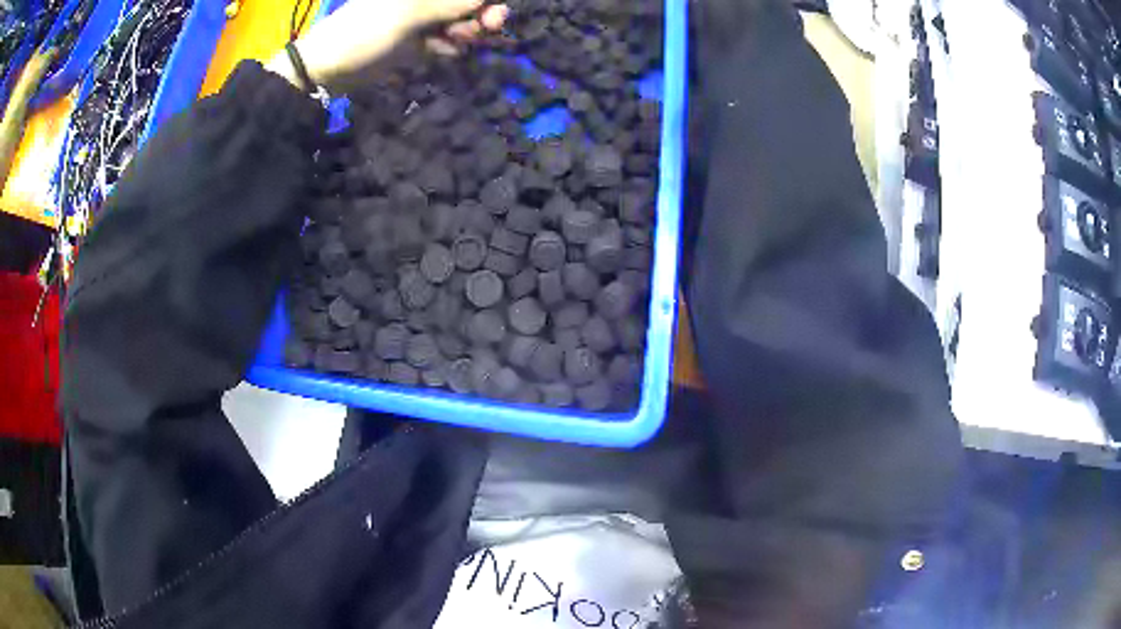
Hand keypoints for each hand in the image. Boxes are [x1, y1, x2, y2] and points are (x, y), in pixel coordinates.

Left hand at [268, 0, 507, 90]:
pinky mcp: (418, 41)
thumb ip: (451, 4)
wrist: (329, 68)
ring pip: (461, 23)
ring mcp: (421, 19)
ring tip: (451, 41)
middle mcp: (423, 1)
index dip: (484, 1)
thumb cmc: (364, 32)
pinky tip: (439, 51)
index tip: (494, 13)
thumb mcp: (409, 14)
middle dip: (478, 16)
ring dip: (465, 33)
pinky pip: (447, 41)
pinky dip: (449, 46)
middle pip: (466, 5)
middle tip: (481, 30)